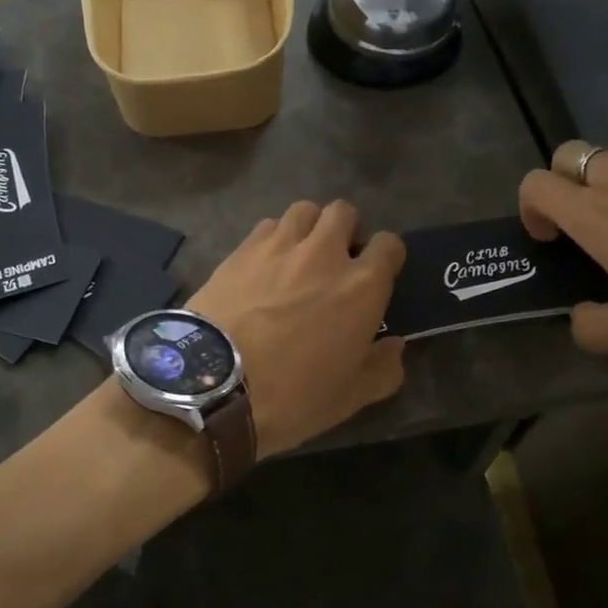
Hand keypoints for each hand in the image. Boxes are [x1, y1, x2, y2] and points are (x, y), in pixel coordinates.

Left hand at [189, 201, 406, 456]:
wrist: (213, 384)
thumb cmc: (292, 395)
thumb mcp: (350, 398)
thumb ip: (382, 368)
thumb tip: (395, 346)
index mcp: (361, 286)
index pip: (389, 245)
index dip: (386, 257)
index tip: (376, 276)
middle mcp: (324, 253)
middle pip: (344, 212)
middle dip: (346, 230)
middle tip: (336, 261)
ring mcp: (279, 246)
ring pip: (304, 210)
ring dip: (309, 227)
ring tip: (299, 256)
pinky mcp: (241, 249)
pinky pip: (267, 225)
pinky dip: (273, 237)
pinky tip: (264, 264)